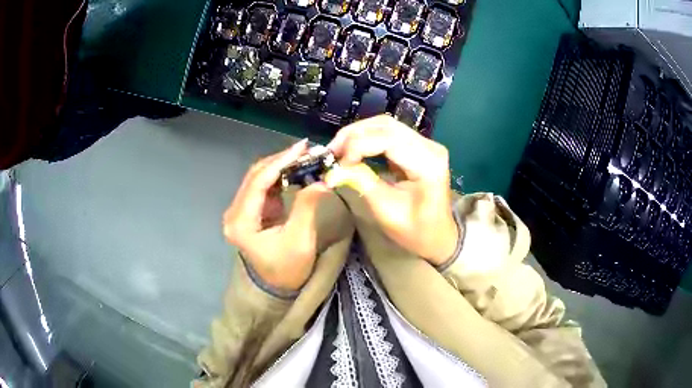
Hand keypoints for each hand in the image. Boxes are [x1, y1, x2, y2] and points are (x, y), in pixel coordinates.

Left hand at [223, 139, 328, 291]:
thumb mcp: (299, 241)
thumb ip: (306, 207)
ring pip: (258, 178)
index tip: (303, 147)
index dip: (280, 162)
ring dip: (280, 166)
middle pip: (255, 176)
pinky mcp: (250, 211)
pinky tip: (295, 169)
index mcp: (241, 222)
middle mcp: (235, 212)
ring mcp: (241, 211)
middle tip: (307, 150)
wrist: (276, 287)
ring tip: (304, 156)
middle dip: (281, 160)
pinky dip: (279, 176)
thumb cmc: (286, 269)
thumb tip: (321, 179)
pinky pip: (263, 186)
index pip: (258, 182)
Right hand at [328, 115, 458, 265]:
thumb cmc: (416, 231)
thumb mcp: (386, 211)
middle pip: (385, 126)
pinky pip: (389, 134)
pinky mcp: (419, 147)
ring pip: (385, 125)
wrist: (439, 237)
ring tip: (337, 150)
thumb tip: (332, 170)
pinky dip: (367, 139)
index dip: (357, 146)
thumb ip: (361, 183)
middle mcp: (430, 146)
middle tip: (330, 152)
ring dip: (358, 135)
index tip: (336, 164)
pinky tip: (352, 150)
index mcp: (427, 162)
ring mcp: (426, 144)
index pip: (387, 139)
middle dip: (353, 136)